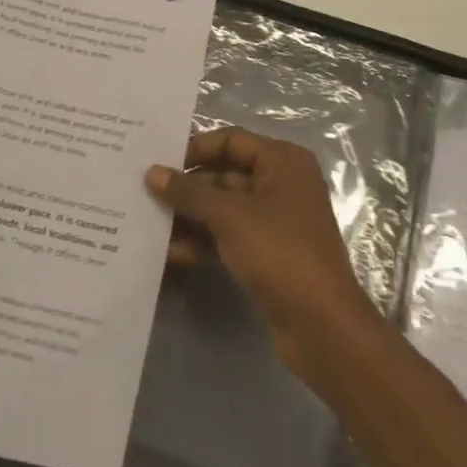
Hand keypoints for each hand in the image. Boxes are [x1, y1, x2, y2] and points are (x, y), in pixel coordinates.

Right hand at [146, 127, 384, 385]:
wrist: (322, 325)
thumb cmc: (279, 252)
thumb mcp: (229, 216)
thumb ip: (188, 192)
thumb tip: (152, 172)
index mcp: (282, 161)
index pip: (231, 140)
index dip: (194, 148)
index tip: (158, 161)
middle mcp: (281, 183)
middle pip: (225, 175)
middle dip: (187, 187)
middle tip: (145, 193)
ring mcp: (276, 221)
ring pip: (224, 208)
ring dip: (190, 217)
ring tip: (149, 224)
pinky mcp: (269, 254)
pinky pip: (229, 236)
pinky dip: (203, 241)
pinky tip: (170, 253)